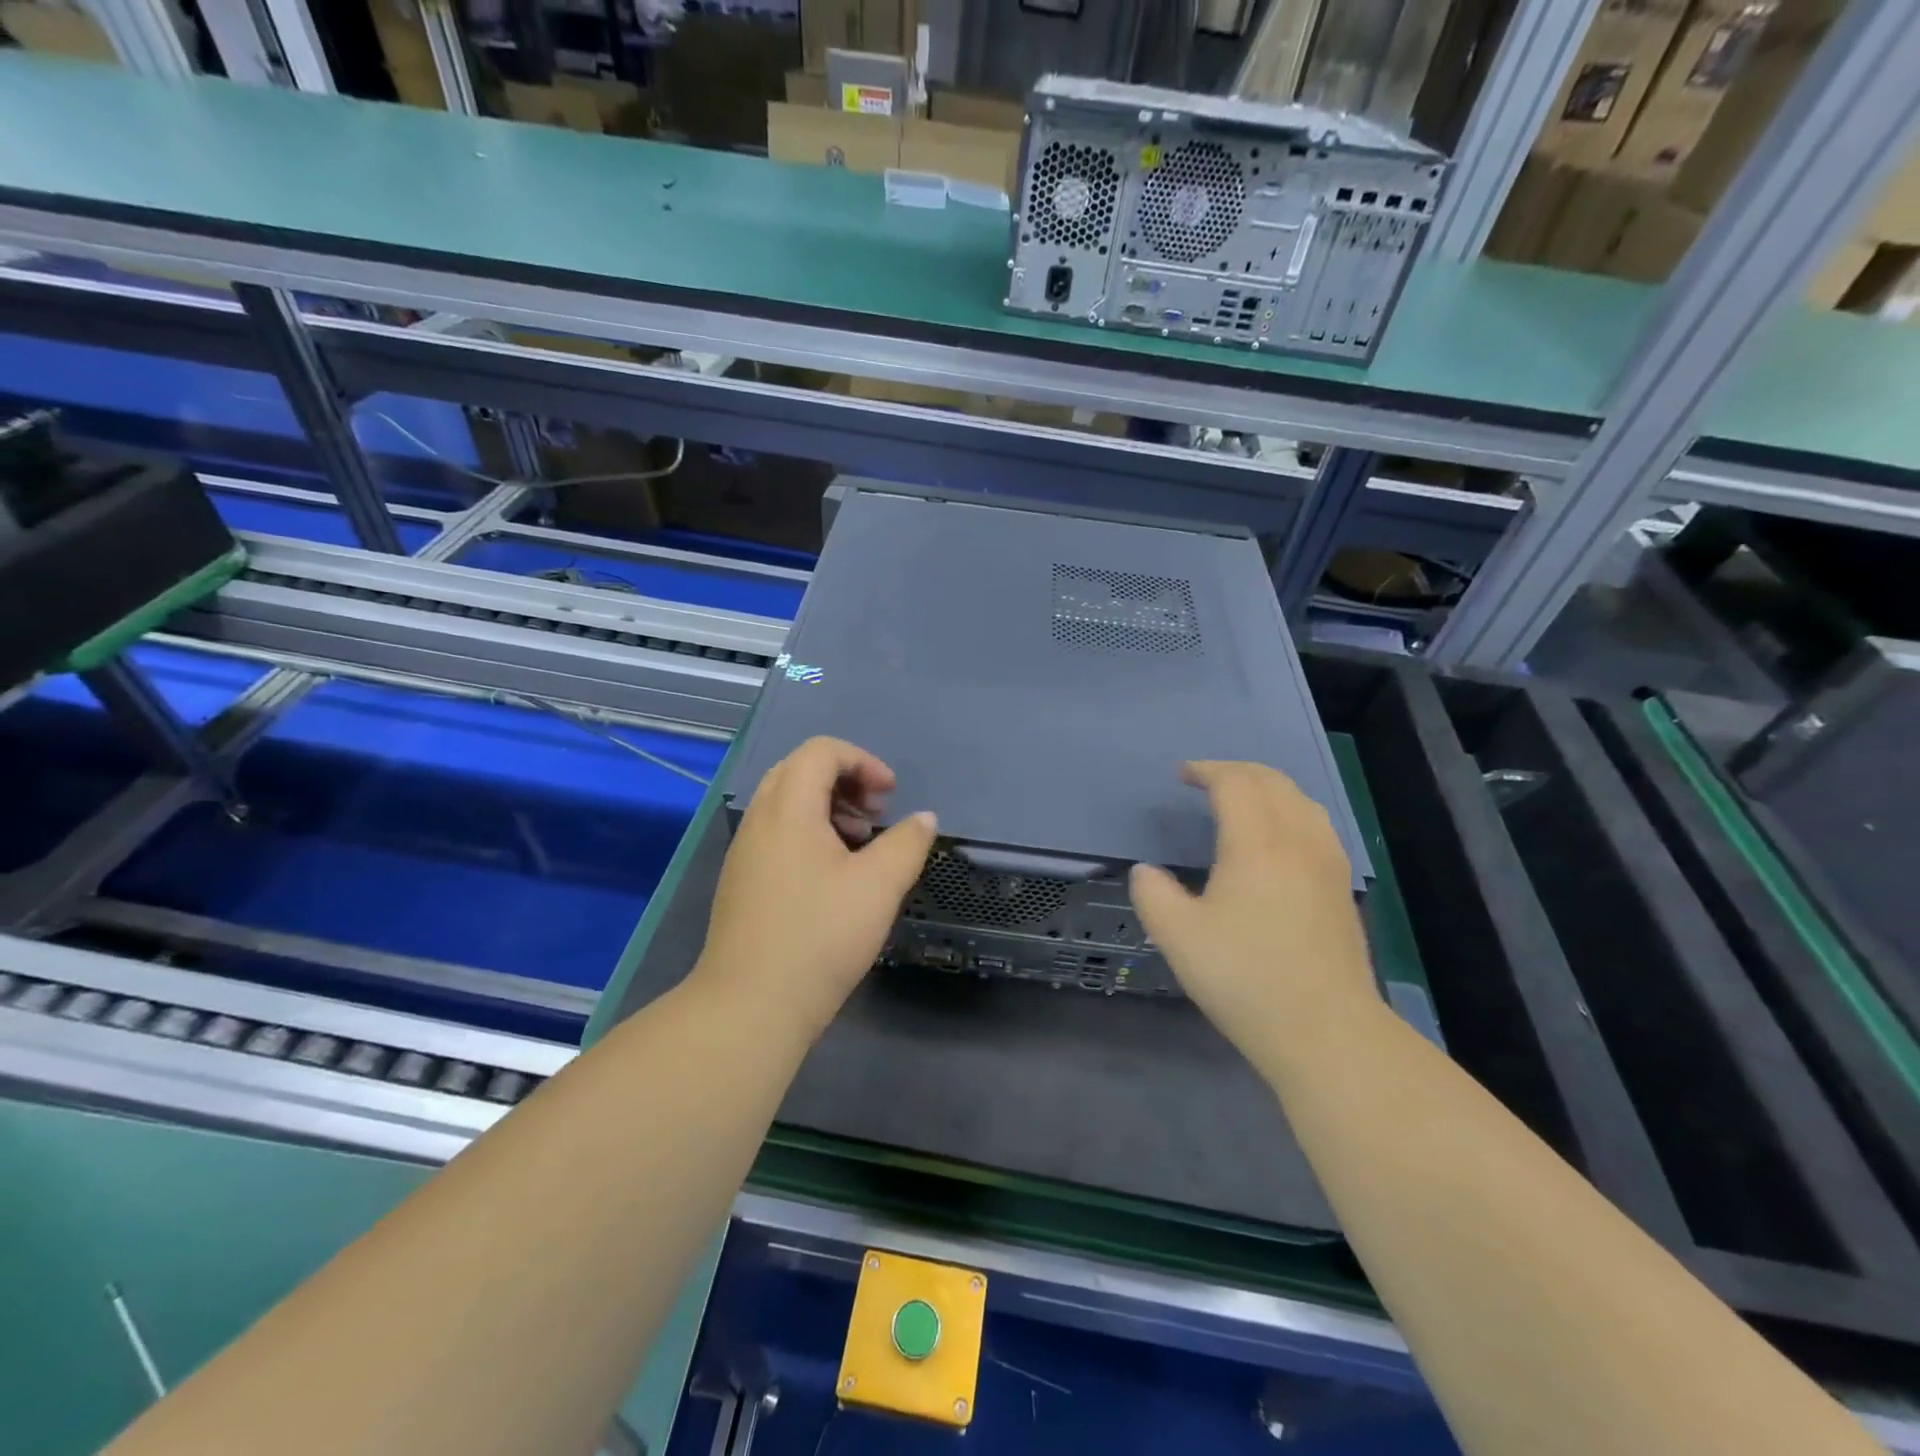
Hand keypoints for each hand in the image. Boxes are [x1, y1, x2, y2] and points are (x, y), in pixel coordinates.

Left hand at [694, 736, 936, 1040]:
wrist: (750, 1006)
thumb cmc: (820, 936)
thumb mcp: (878, 886)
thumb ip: (907, 843)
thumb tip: (923, 819)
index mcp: (788, 808)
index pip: (821, 752)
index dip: (863, 762)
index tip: (891, 796)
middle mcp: (760, 820)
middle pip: (800, 771)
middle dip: (845, 781)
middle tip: (875, 814)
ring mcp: (745, 851)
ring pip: (786, 804)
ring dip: (827, 808)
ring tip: (860, 844)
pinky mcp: (741, 881)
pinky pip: (777, 833)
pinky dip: (809, 833)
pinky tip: (833, 876)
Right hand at [1129, 762, 1376, 1061]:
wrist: (1327, 1031)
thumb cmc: (1245, 979)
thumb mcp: (1177, 937)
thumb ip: (1152, 894)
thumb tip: (1147, 871)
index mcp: (1257, 844)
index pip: (1235, 783)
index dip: (1207, 770)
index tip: (1182, 774)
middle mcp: (1298, 841)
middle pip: (1273, 782)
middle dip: (1236, 771)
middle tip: (1206, 779)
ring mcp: (1328, 863)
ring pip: (1301, 800)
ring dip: (1267, 787)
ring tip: (1241, 800)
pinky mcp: (1342, 887)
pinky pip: (1317, 824)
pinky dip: (1291, 810)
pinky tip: (1279, 837)